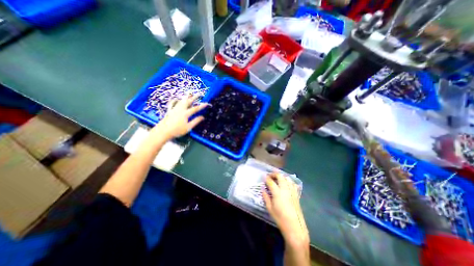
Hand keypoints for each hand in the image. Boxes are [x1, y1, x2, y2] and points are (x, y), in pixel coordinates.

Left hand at [147, 95, 207, 141]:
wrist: (163, 131)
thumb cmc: (177, 130)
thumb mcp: (188, 127)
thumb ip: (195, 121)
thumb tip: (202, 117)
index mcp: (186, 114)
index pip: (195, 108)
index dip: (202, 106)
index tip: (207, 103)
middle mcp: (180, 109)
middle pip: (188, 102)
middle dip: (194, 97)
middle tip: (199, 94)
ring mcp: (174, 109)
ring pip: (181, 101)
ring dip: (186, 97)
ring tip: (189, 93)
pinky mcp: (170, 111)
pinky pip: (172, 103)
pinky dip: (175, 100)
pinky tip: (176, 98)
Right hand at [261, 172, 308, 247]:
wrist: (295, 227)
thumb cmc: (280, 218)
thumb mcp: (270, 208)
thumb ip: (266, 197)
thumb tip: (263, 189)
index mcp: (277, 192)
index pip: (271, 181)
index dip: (266, 178)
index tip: (264, 177)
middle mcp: (285, 189)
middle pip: (280, 176)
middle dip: (274, 174)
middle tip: (270, 176)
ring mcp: (292, 190)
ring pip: (287, 178)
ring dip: (281, 176)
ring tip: (277, 179)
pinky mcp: (296, 194)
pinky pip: (293, 183)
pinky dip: (288, 181)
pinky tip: (286, 184)